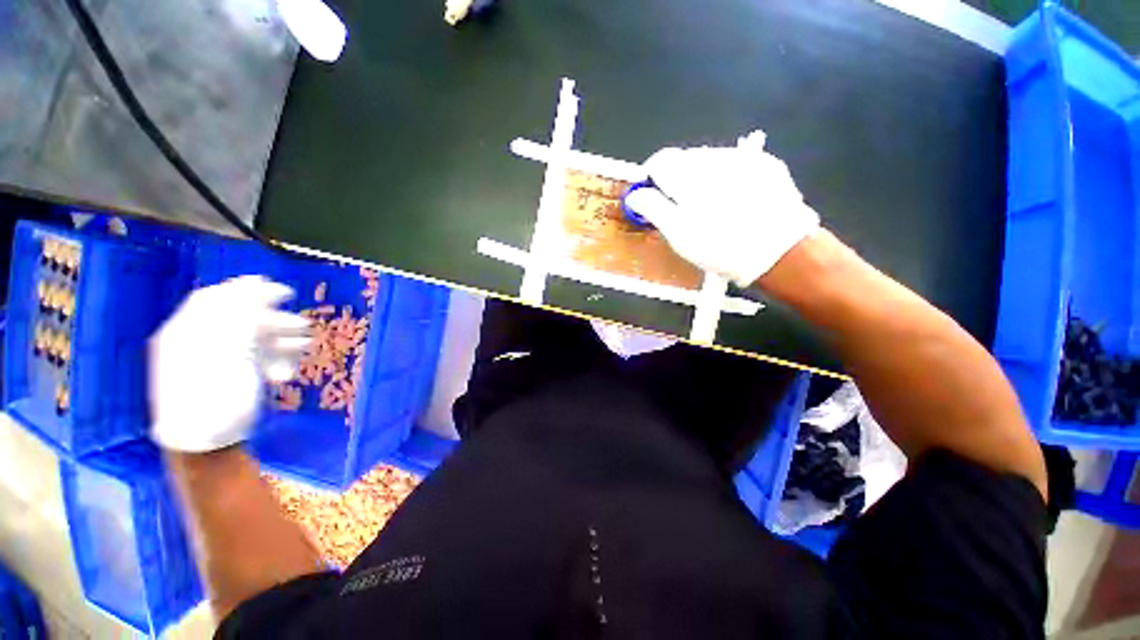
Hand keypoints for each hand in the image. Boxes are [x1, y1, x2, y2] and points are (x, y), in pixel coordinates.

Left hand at [149, 276, 310, 452]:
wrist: (206, 444)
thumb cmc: (213, 395)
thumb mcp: (226, 350)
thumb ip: (239, 316)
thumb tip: (254, 286)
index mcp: (185, 332)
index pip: (213, 298)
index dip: (246, 289)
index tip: (279, 288)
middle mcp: (197, 342)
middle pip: (237, 319)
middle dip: (273, 319)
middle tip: (302, 323)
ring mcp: (213, 361)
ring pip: (251, 339)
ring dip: (281, 339)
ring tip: (304, 345)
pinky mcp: (228, 377)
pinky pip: (253, 359)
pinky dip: (274, 359)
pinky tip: (287, 369)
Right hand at [624, 130, 820, 286]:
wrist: (781, 252)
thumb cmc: (719, 247)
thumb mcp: (677, 233)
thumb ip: (652, 208)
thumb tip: (635, 194)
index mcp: (689, 174)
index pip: (659, 161)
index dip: (651, 179)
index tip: (651, 198)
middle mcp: (716, 157)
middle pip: (684, 159)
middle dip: (676, 180)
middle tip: (680, 209)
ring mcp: (744, 158)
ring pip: (709, 161)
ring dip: (700, 178)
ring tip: (709, 208)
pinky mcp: (766, 164)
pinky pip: (734, 165)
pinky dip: (725, 179)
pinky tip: (732, 202)